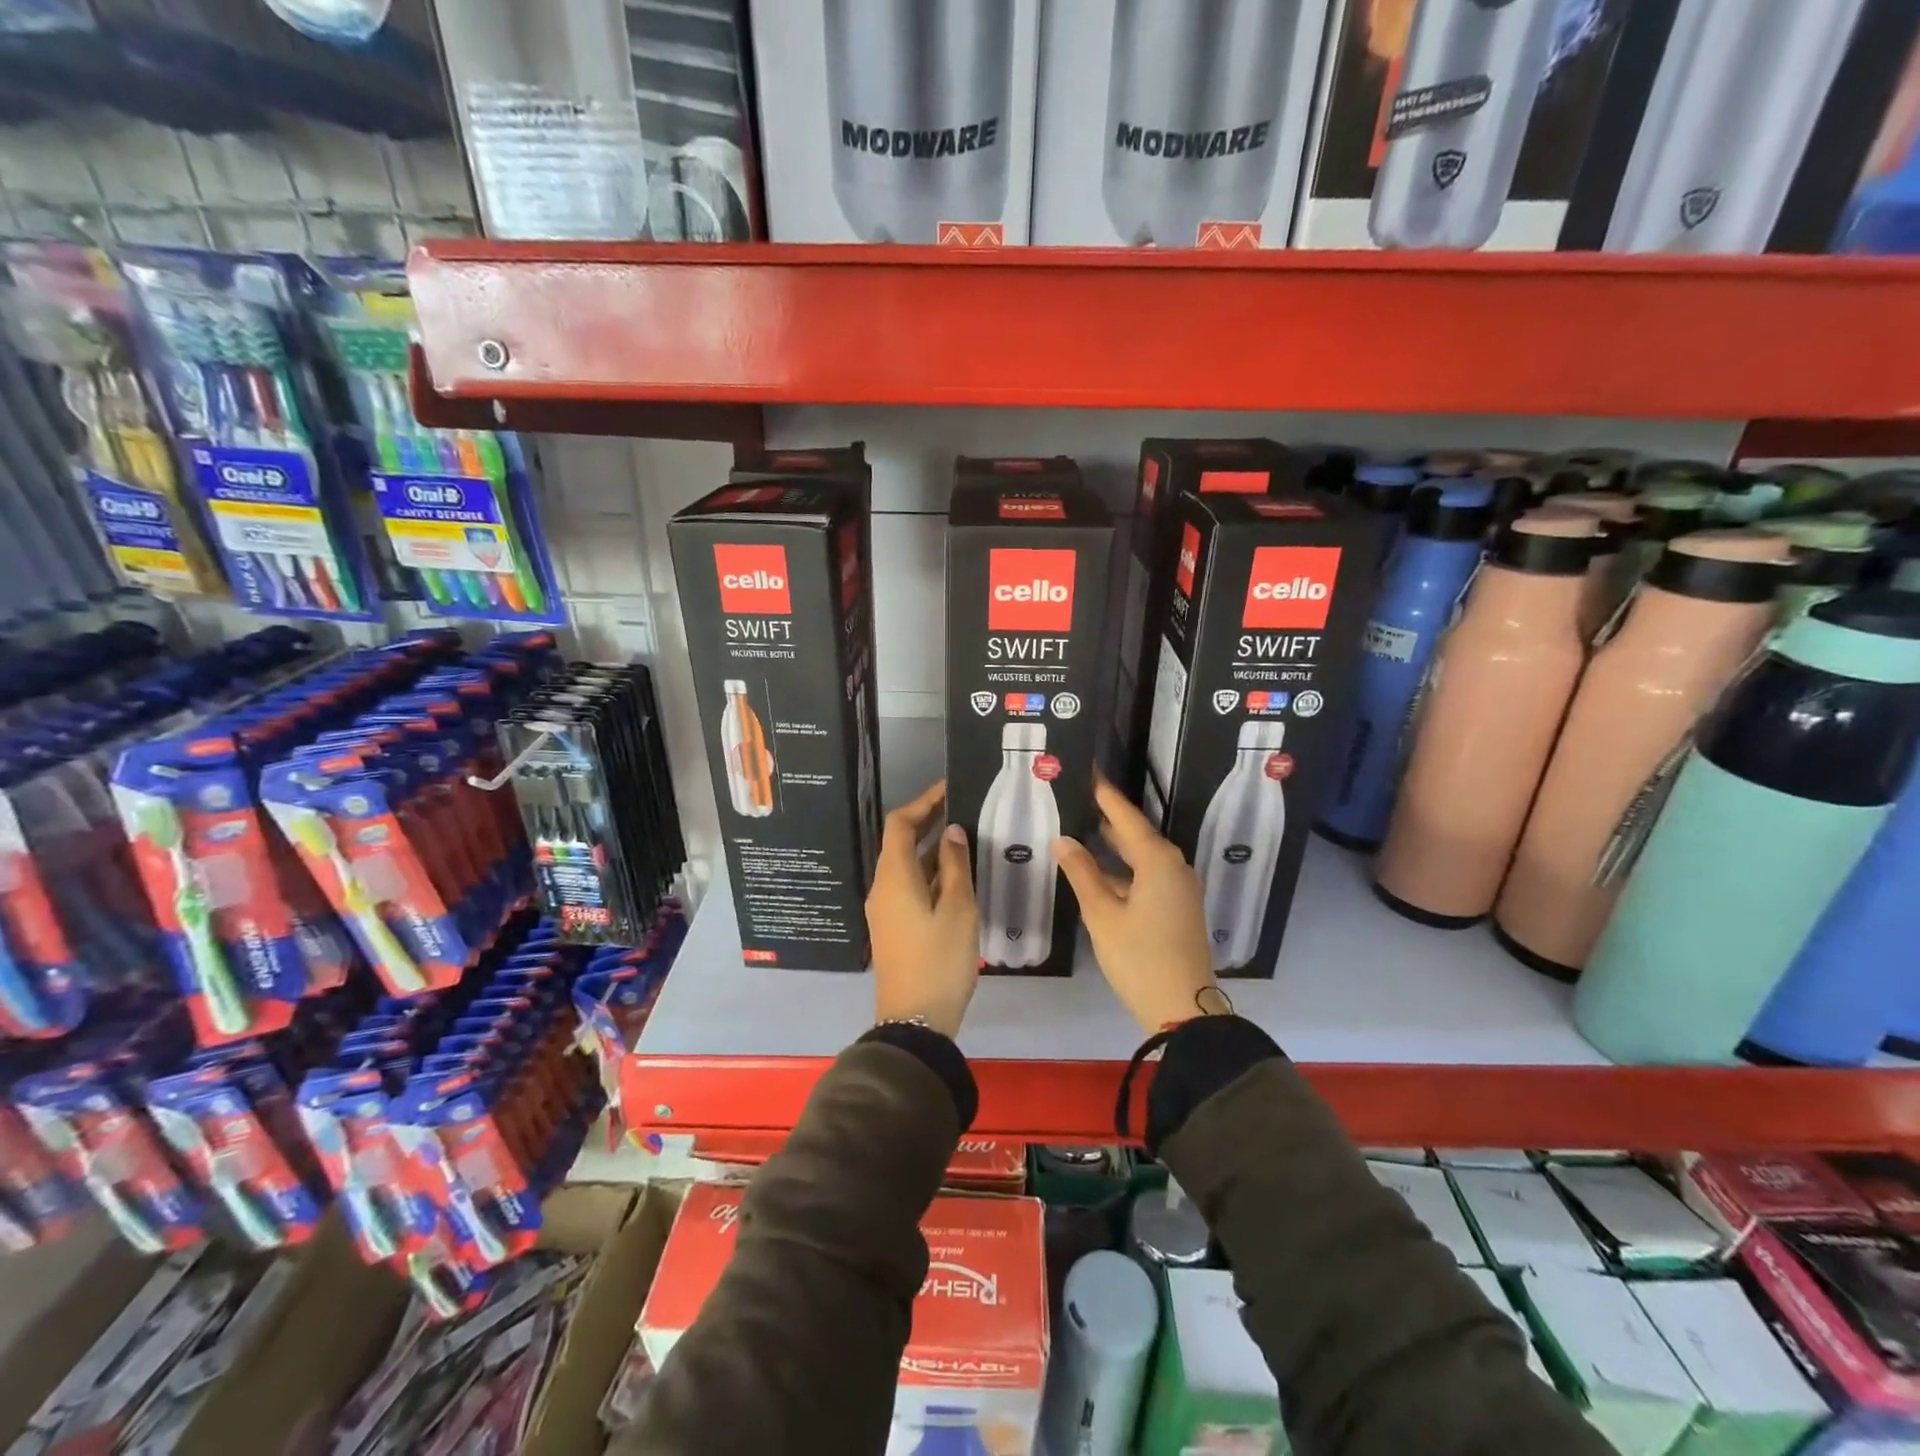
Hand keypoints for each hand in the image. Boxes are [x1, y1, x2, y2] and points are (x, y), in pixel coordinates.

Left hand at [866, 780, 978, 1038]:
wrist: (916, 1020)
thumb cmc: (940, 960)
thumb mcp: (958, 909)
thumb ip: (955, 867)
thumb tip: (952, 832)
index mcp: (894, 877)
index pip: (900, 824)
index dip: (923, 802)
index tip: (950, 789)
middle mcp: (882, 887)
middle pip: (899, 843)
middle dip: (928, 822)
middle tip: (962, 808)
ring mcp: (885, 909)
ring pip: (905, 866)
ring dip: (931, 849)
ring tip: (965, 837)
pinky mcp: (893, 927)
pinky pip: (908, 886)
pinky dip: (929, 872)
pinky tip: (956, 875)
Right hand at [1054, 773, 1221, 1034]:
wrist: (1184, 1009)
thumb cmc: (1139, 957)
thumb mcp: (1102, 914)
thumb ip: (1082, 873)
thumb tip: (1063, 840)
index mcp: (1158, 861)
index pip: (1127, 817)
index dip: (1106, 795)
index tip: (1091, 771)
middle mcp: (1174, 867)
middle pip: (1138, 835)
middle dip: (1110, 819)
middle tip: (1081, 799)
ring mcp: (1180, 889)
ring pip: (1143, 858)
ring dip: (1116, 848)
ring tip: (1084, 831)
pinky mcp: (1179, 908)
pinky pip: (1149, 876)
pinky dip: (1125, 870)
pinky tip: (1101, 874)